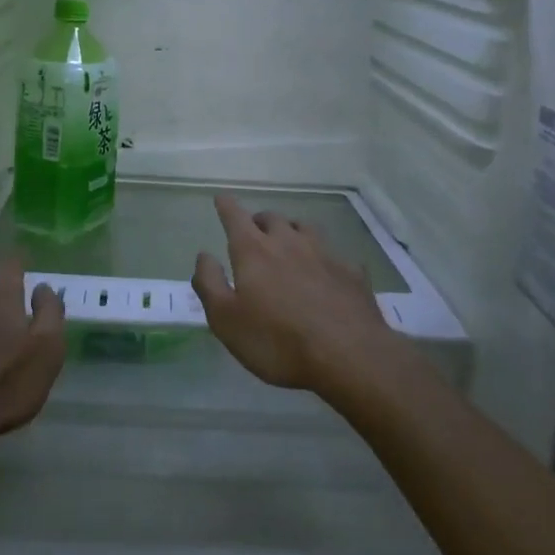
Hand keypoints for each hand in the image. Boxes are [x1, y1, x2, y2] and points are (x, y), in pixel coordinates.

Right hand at [192, 195, 399, 393]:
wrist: (348, 355)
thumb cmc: (277, 341)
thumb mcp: (226, 320)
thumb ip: (210, 283)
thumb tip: (204, 255)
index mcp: (254, 251)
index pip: (236, 217)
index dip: (226, 206)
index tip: (221, 198)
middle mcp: (288, 242)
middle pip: (271, 218)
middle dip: (259, 221)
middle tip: (253, 233)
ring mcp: (324, 253)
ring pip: (304, 228)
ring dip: (291, 231)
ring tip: (288, 242)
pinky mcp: (351, 271)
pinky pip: (333, 254)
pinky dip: (323, 258)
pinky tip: (325, 272)